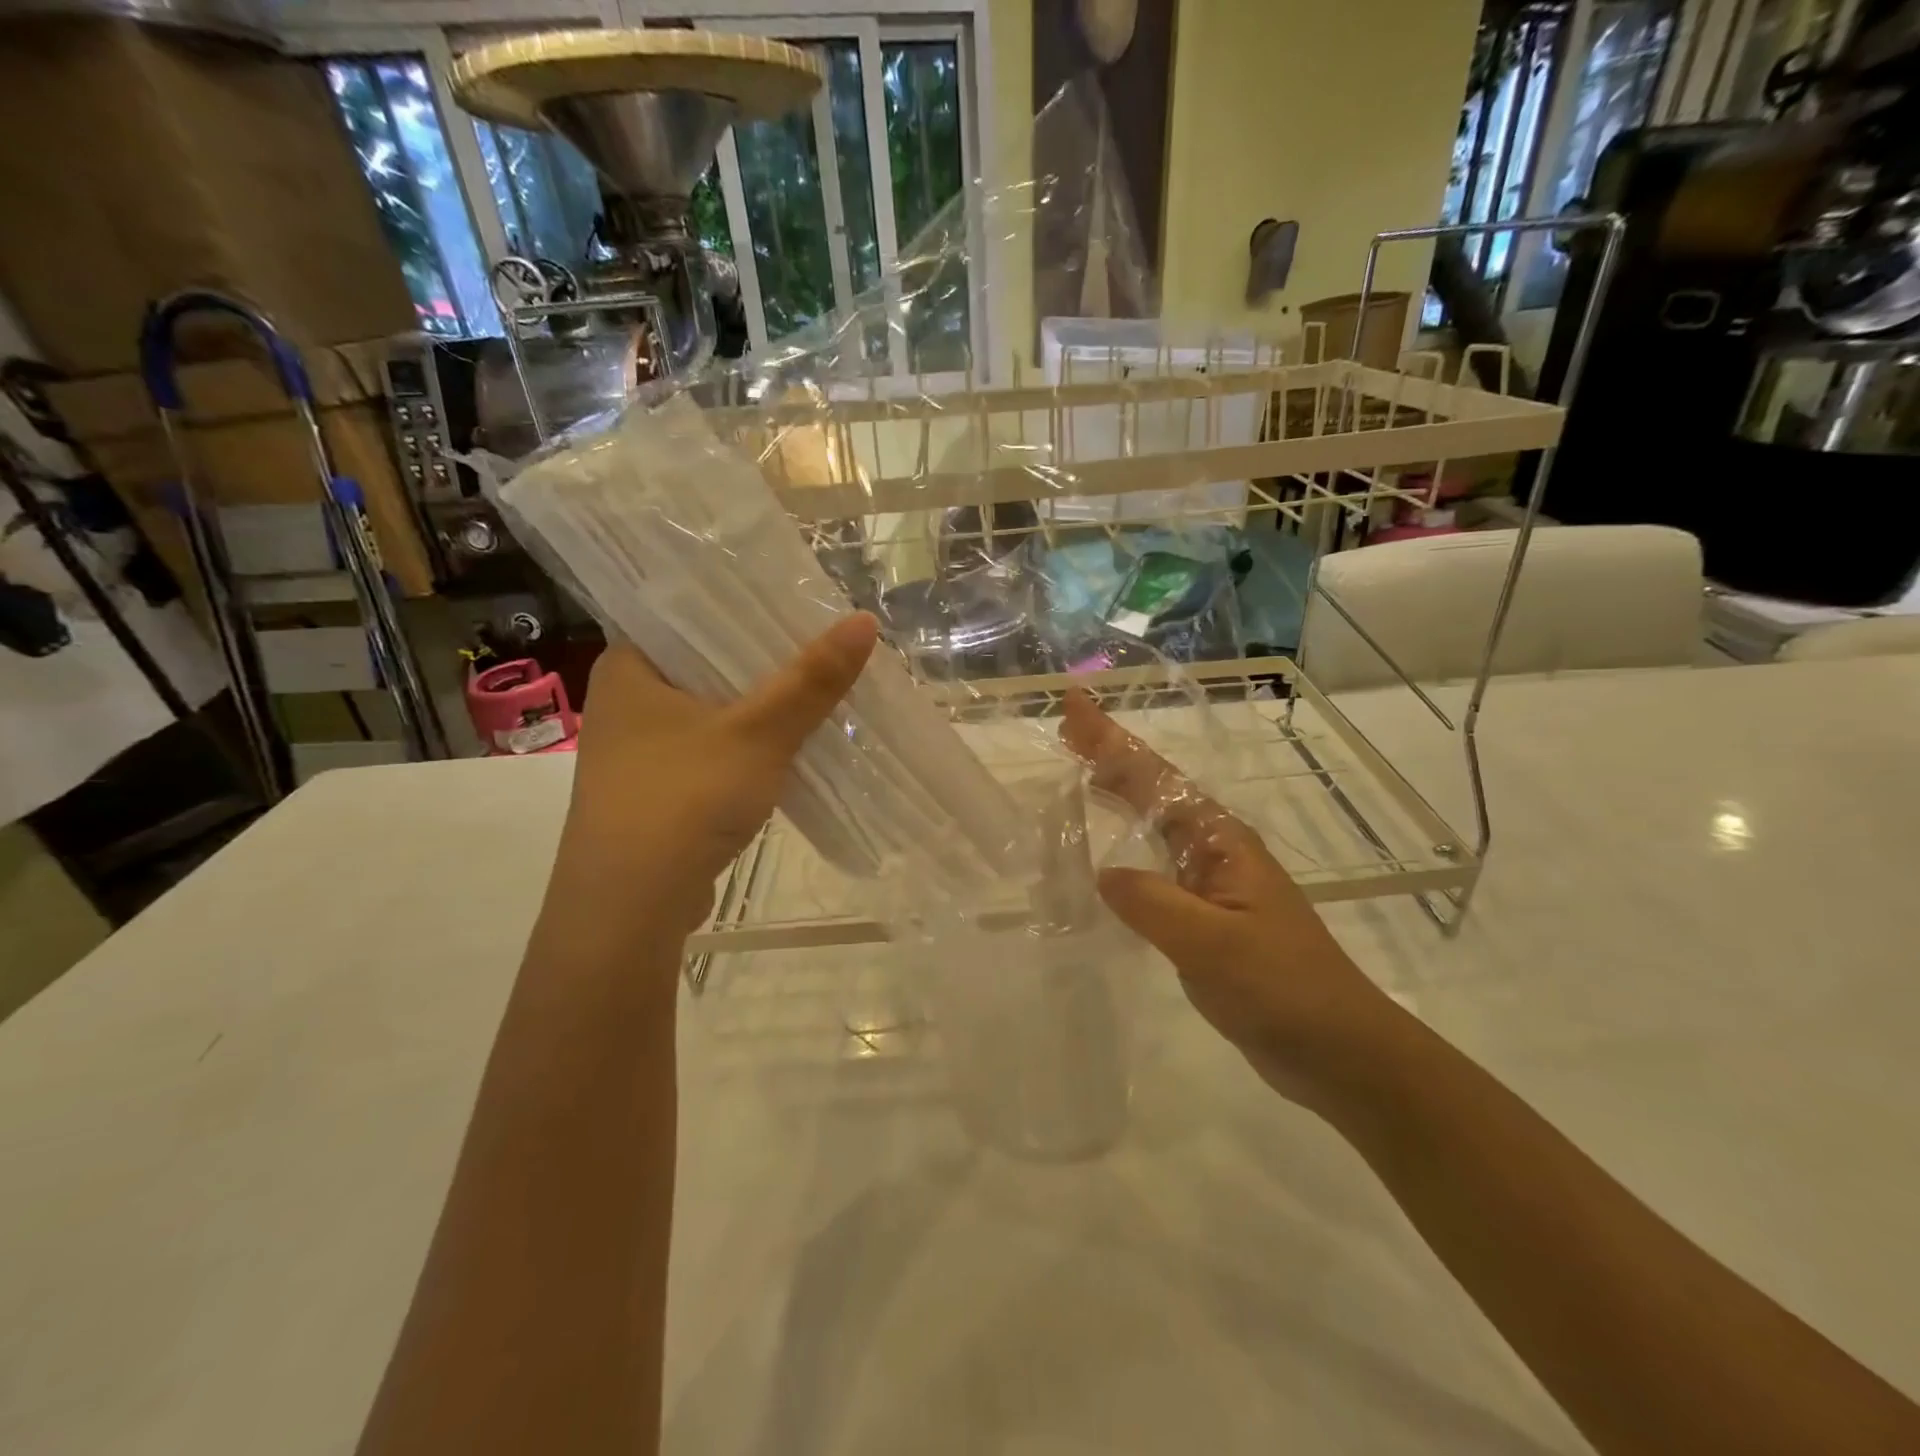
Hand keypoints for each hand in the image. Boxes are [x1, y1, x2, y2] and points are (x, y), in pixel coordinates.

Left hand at [550, 613, 878, 939]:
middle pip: (707, 663)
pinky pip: (713, 750)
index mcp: (627, 666)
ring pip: (713, 711)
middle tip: (823, 641)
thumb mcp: (758, 733)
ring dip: (760, 707)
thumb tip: (865, 620)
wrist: (631, 906)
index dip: (746, 605)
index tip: (798, 601)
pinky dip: (749, 746)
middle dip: (765, 660)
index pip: (689, 613)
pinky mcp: (658, 791)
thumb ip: (811, 679)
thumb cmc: (683, 798)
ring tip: (818, 687)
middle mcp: (625, 702)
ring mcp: (639, 751)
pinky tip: (791, 745)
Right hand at [1060, 690, 1397, 1104]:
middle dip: (1111, 756)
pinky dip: (1128, 847)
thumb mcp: (1211, 942)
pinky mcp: (1205, 916)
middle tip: (1066, 731)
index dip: (1111, 742)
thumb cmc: (1281, 987)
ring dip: (1119, 794)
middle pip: (1154, 789)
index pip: (1155, 778)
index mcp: (1219, 841)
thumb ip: (1152, 903)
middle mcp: (1214, 850)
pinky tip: (1107, 859)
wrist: (1337, 1048)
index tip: (1074, 708)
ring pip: (1155, 824)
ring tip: (1080, 773)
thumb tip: (1103, 874)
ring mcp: (1211, 883)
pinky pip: (1155, 866)